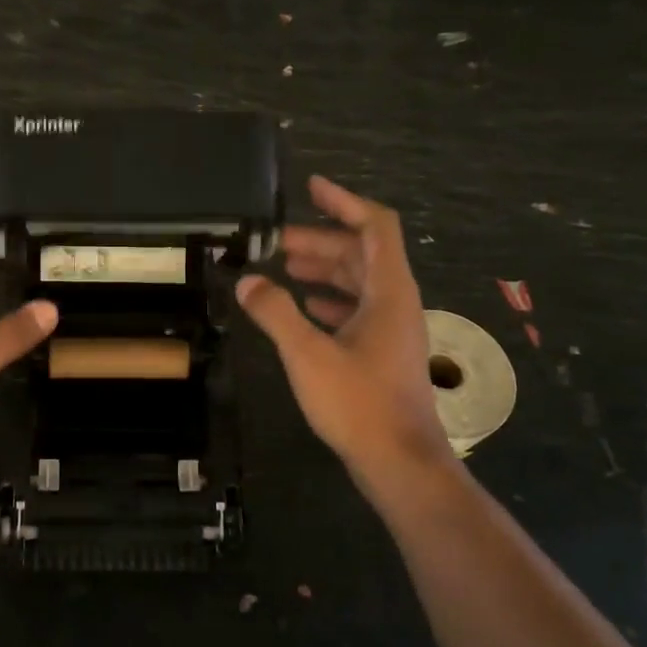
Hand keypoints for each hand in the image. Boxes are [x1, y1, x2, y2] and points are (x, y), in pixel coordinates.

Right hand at [237, 176, 451, 479]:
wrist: (399, 460)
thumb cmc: (358, 402)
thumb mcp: (308, 354)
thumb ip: (275, 313)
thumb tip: (247, 280)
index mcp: (388, 292)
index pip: (375, 226)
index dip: (344, 201)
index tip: (311, 186)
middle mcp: (395, 303)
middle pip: (362, 253)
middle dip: (321, 239)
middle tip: (276, 240)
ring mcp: (391, 330)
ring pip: (358, 283)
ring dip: (324, 269)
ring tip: (284, 266)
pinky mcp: (381, 353)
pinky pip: (356, 310)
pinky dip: (329, 300)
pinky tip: (304, 307)